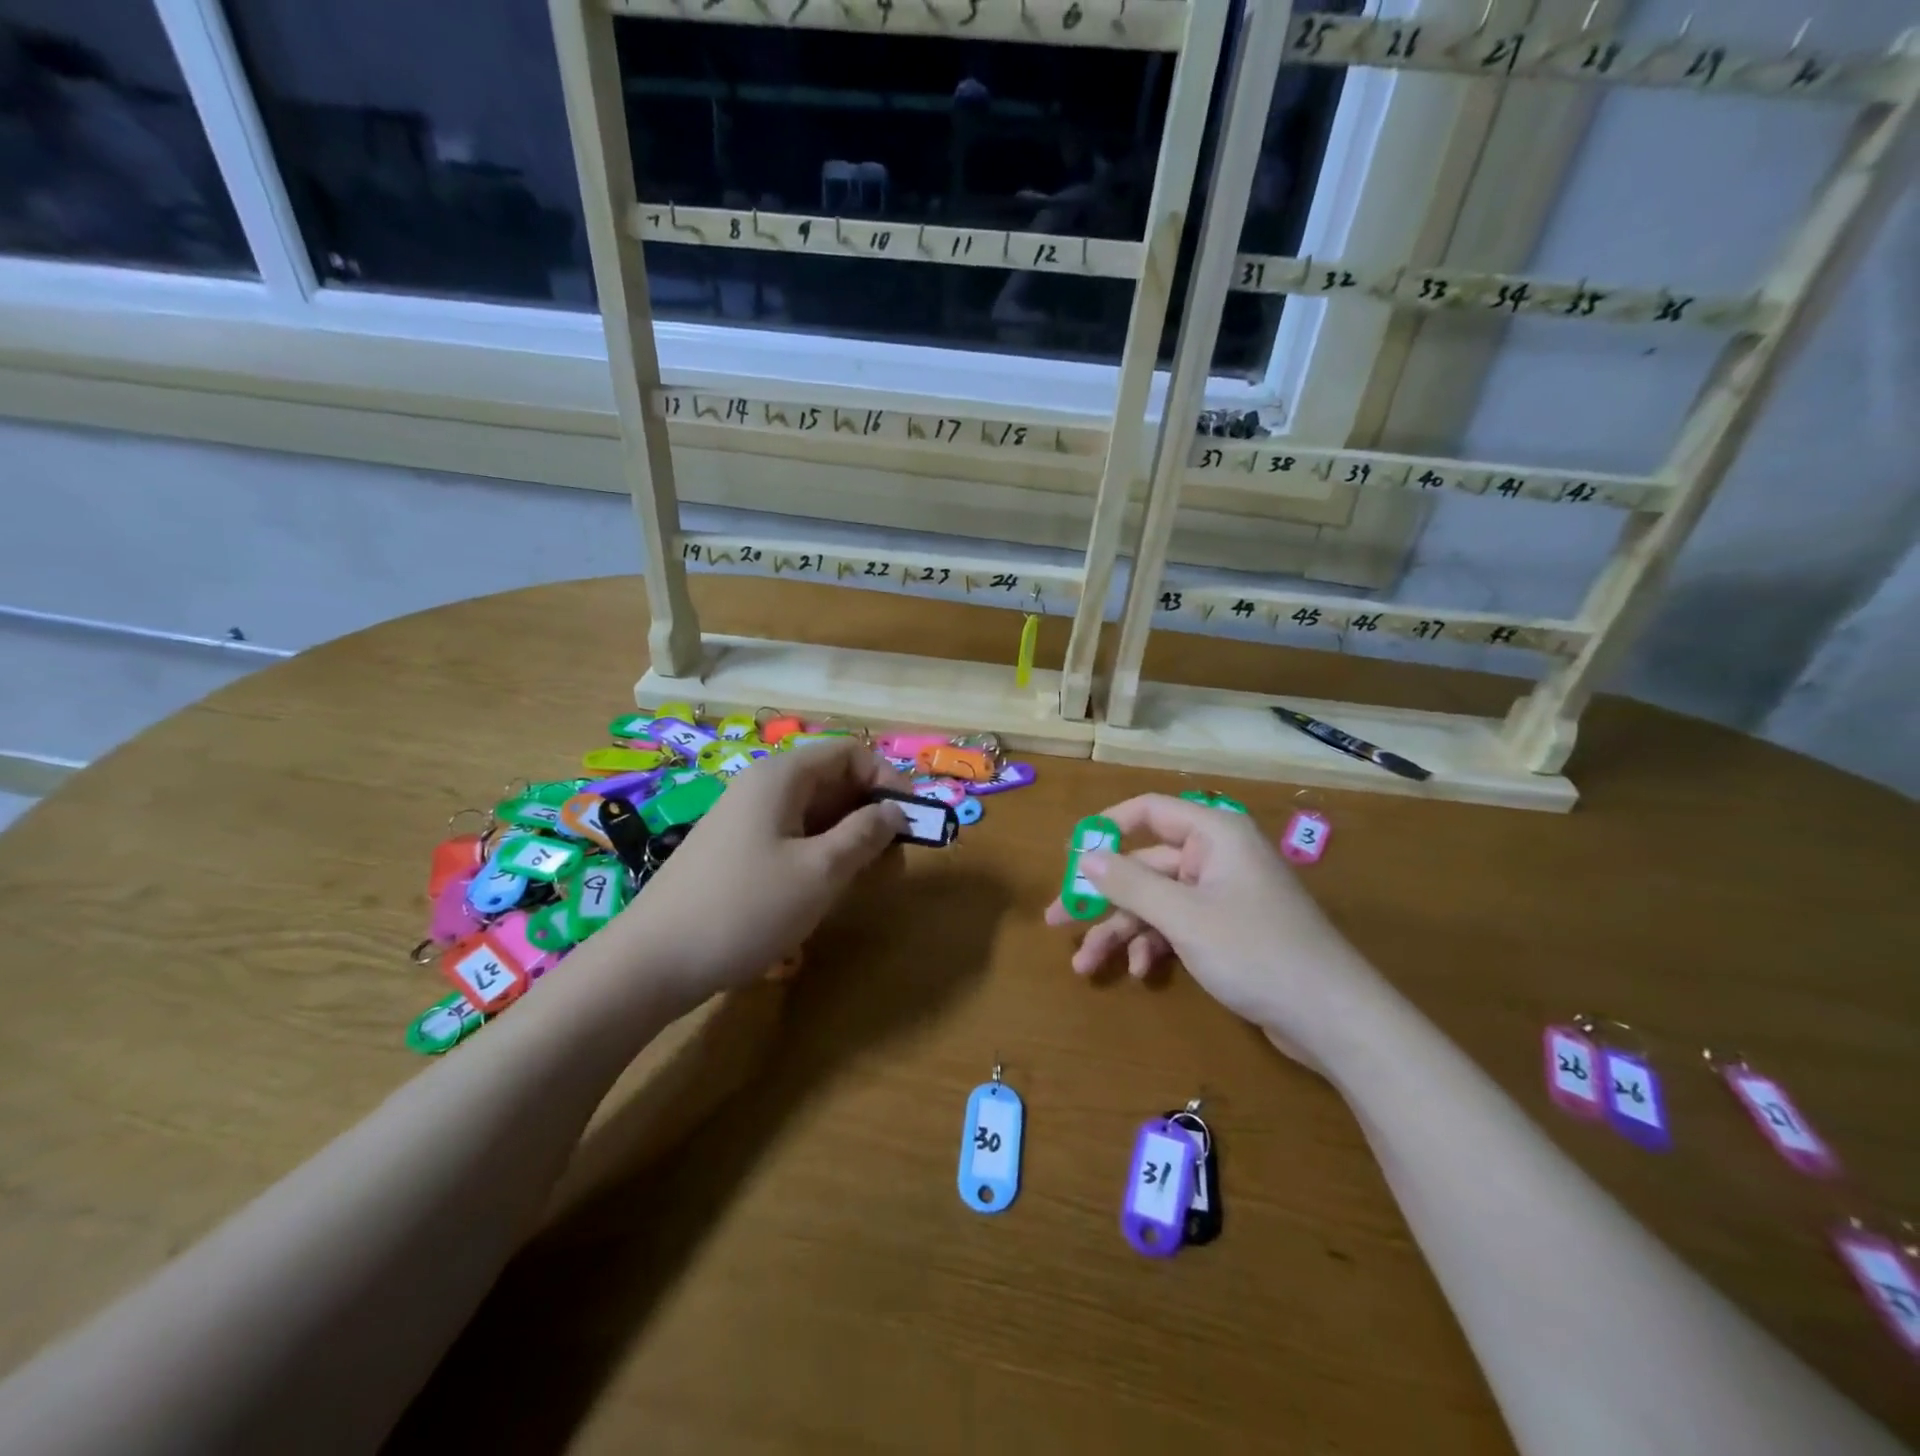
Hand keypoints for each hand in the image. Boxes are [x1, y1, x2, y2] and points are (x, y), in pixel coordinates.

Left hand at [611, 740, 909, 1005]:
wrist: (652, 962)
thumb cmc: (745, 908)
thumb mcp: (820, 871)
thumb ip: (865, 834)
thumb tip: (896, 810)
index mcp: (782, 776)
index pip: (850, 752)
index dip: (888, 778)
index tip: (913, 819)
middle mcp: (763, 787)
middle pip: (833, 780)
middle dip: (872, 811)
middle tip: (896, 857)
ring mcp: (745, 819)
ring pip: (814, 812)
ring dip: (849, 837)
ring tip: (868, 878)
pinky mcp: (736, 851)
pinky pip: (791, 836)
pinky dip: (820, 853)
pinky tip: (827, 888)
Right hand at [1044, 794, 1381, 1058]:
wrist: (1334, 1018)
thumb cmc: (1255, 951)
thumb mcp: (1183, 916)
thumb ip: (1130, 883)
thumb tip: (1086, 857)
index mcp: (1214, 834)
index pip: (1149, 811)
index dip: (1106, 828)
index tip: (1070, 854)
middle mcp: (1217, 857)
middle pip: (1145, 866)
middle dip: (1103, 898)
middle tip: (1057, 919)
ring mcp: (1223, 896)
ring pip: (1157, 902)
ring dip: (1121, 931)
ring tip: (1086, 966)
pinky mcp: (1228, 931)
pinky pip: (1178, 926)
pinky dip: (1154, 946)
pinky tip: (1138, 972)